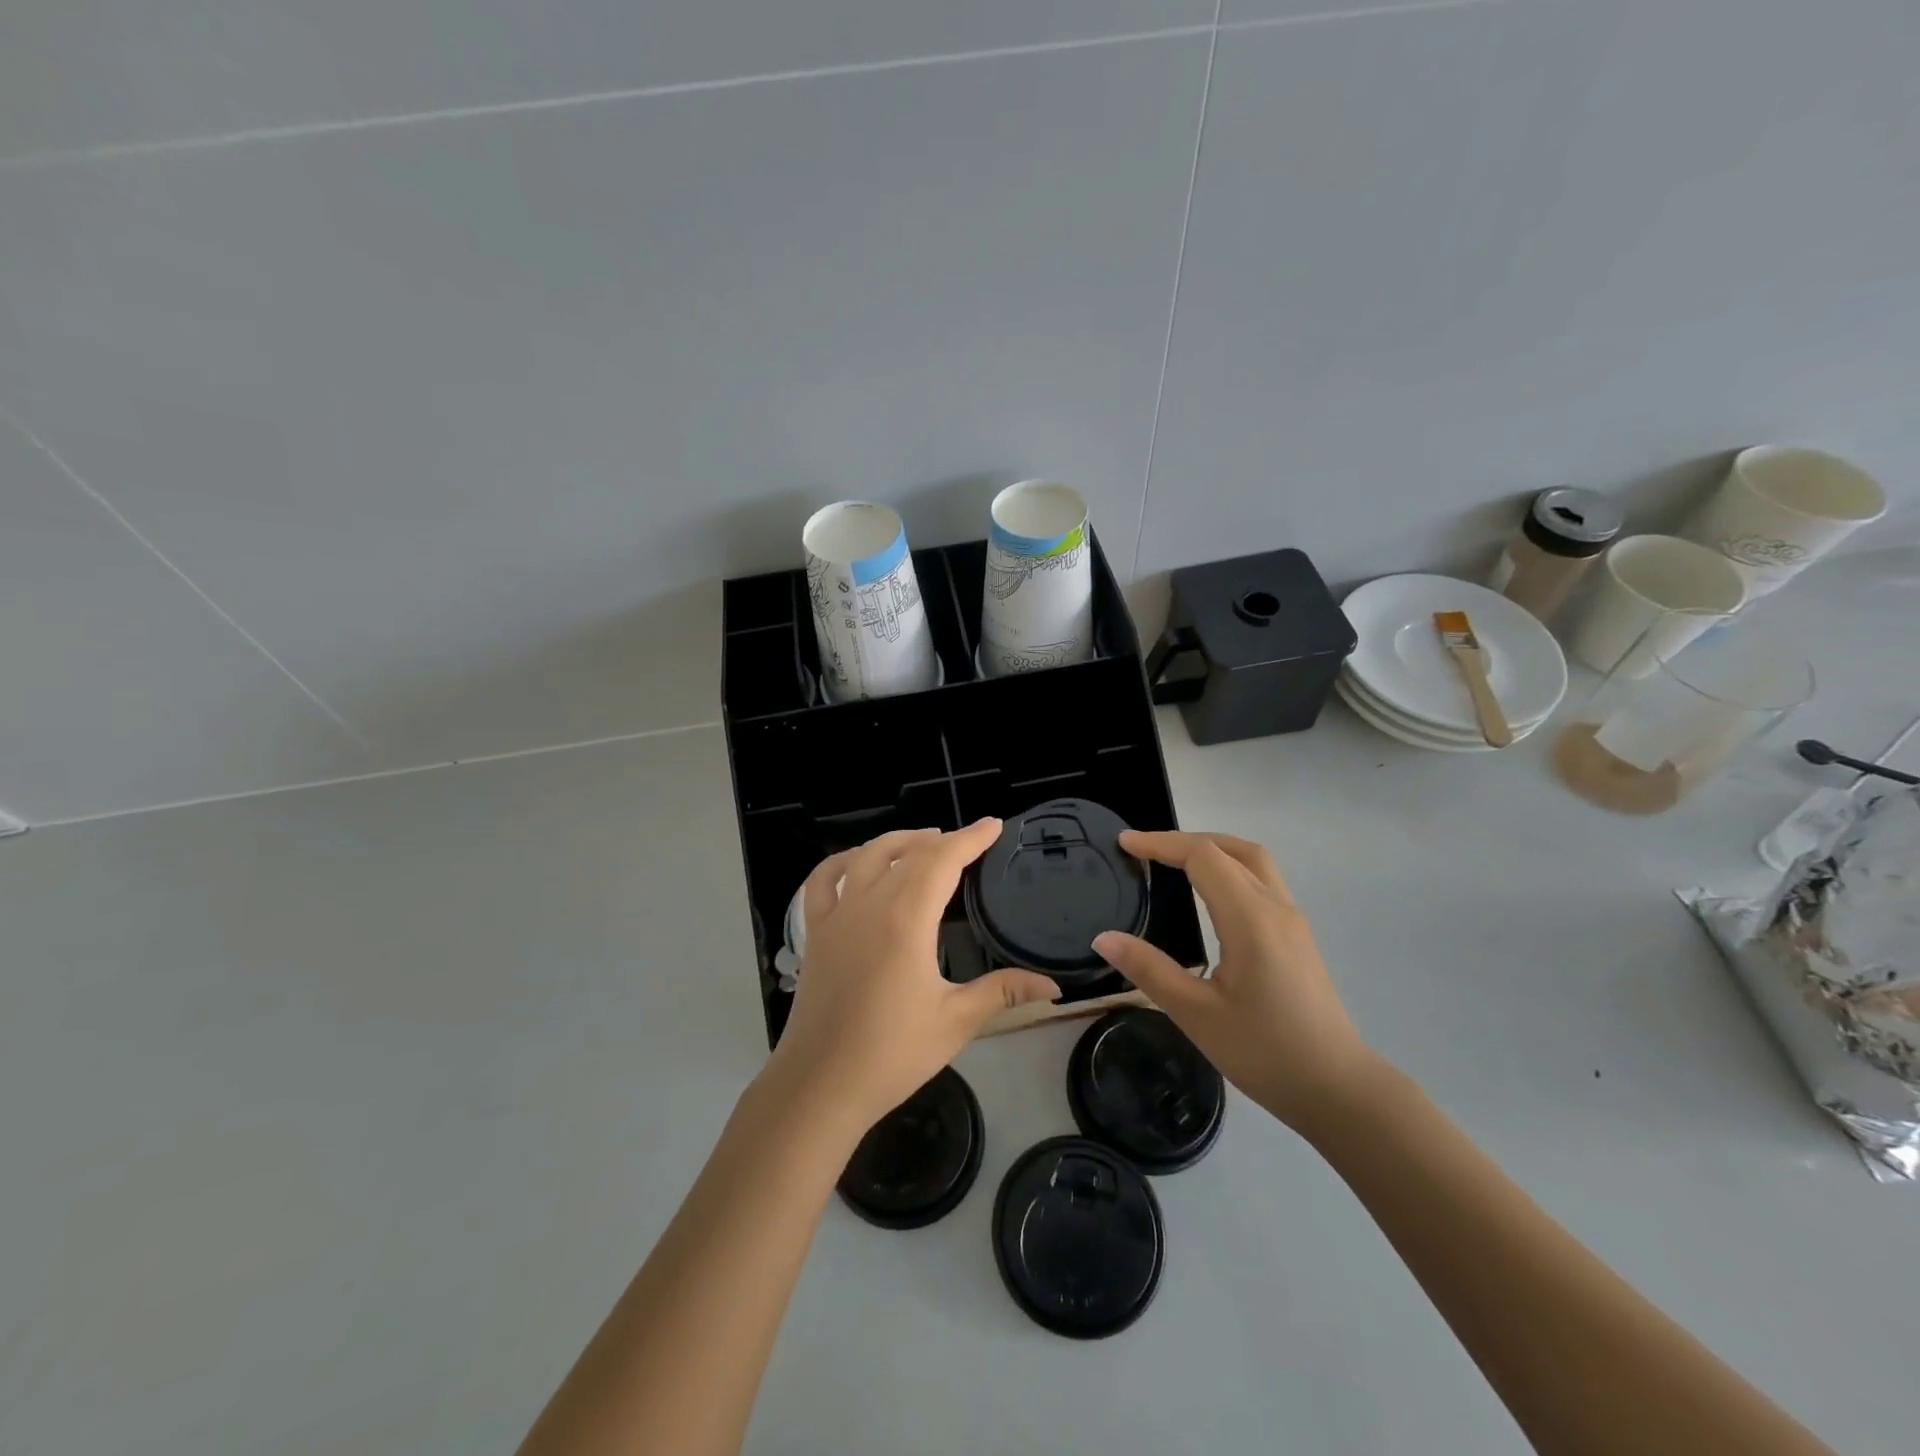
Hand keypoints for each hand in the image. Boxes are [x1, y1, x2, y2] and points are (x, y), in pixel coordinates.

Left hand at [763, 820, 1059, 1135]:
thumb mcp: (955, 1021)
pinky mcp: (814, 932)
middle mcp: (869, 903)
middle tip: (969, 841)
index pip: (943, 860)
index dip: (970, 838)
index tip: (993, 826)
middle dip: (942, 839)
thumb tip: (1053, 986)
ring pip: (867, 856)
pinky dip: (843, 862)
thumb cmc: (892, 1054)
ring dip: (898, 842)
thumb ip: (1003, 992)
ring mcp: (836, 915)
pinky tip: (858, 863)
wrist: (820, 1084)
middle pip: (908, 853)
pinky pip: (823, 880)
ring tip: (924, 842)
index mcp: (906, 918)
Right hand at [1093, 831, 1376, 1131]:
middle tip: (1145, 850)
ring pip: (1253, 861)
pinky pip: (1262, 881)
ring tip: (1174, 863)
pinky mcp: (1298, 937)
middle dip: (1185, 841)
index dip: (1161, 843)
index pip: (1203, 856)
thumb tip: (1103, 937)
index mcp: (1250, 918)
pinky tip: (1210, 896)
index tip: (1124, 844)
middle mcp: (1275, 908)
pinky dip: (1230, 869)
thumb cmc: (1265, 1052)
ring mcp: (1292, 920)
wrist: (1338, 1090)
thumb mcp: (1196, 1014)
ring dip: (1212, 850)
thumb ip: (1149, 969)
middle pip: (1232, 849)